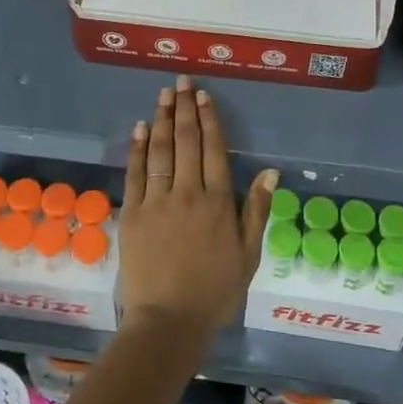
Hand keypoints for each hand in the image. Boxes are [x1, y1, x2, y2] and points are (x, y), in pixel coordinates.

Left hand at [119, 76, 273, 346]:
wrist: (168, 321)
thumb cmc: (214, 291)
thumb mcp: (248, 255)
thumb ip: (256, 211)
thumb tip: (270, 172)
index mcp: (217, 201)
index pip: (213, 149)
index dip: (209, 119)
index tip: (204, 96)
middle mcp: (187, 192)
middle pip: (187, 141)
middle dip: (185, 109)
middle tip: (182, 82)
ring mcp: (156, 201)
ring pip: (160, 150)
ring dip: (162, 119)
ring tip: (164, 95)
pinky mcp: (133, 213)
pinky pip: (136, 173)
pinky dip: (138, 148)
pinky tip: (140, 129)